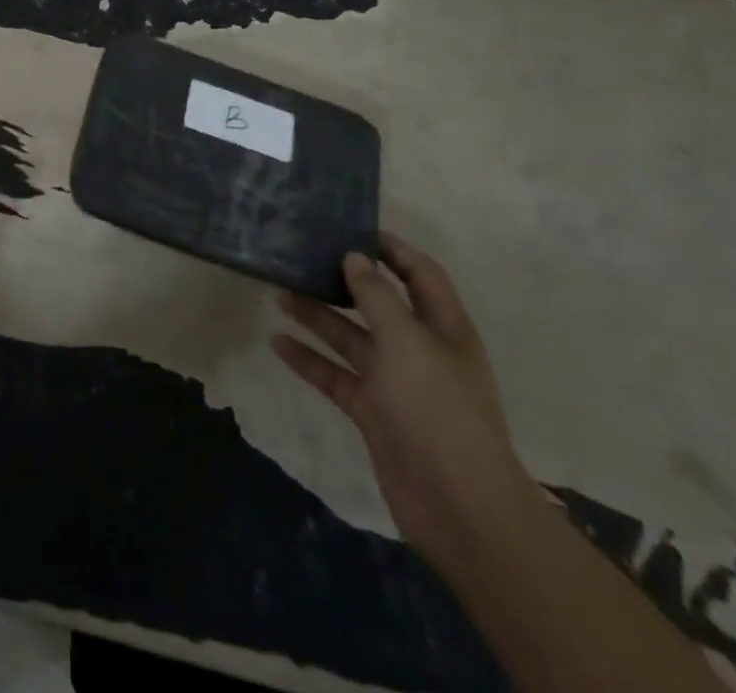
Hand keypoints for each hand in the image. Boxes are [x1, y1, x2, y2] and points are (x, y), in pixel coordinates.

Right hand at [271, 233, 537, 570]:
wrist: (459, 508)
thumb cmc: (438, 410)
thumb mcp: (407, 342)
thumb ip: (376, 296)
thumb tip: (353, 256)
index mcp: (443, 329)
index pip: (420, 274)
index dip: (392, 250)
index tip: (351, 227)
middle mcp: (420, 351)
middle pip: (378, 304)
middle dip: (344, 281)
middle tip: (303, 257)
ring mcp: (396, 384)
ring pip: (351, 339)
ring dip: (318, 317)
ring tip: (278, 292)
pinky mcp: (373, 413)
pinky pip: (335, 376)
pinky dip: (308, 359)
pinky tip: (276, 342)